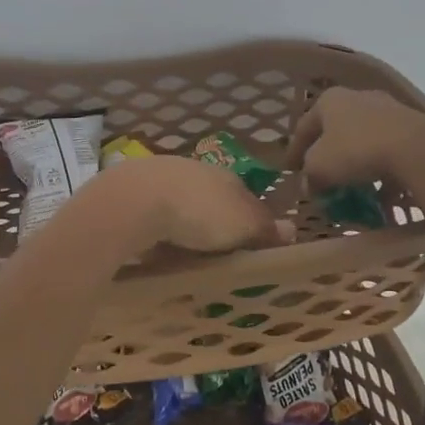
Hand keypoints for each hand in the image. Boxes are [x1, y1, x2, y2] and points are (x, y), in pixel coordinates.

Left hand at [86, 155, 288, 254]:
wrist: (134, 201)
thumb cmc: (199, 213)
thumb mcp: (243, 225)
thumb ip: (265, 229)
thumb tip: (292, 229)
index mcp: (227, 176)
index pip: (247, 197)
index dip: (250, 221)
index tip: (248, 245)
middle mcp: (195, 170)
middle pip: (212, 199)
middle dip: (214, 221)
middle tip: (215, 252)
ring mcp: (161, 177)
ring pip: (180, 203)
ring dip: (183, 223)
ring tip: (183, 253)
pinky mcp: (132, 190)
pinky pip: (153, 212)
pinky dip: (157, 227)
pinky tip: (154, 245)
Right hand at [286, 87, 424, 188]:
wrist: (415, 149)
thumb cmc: (355, 151)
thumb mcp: (319, 168)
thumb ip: (309, 176)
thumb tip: (311, 185)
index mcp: (329, 100)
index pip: (303, 127)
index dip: (293, 151)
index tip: (289, 170)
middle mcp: (358, 97)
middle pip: (335, 130)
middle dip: (327, 155)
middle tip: (321, 176)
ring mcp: (388, 109)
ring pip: (363, 139)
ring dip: (355, 163)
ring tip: (352, 186)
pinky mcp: (412, 126)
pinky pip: (388, 150)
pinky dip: (380, 169)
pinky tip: (380, 190)